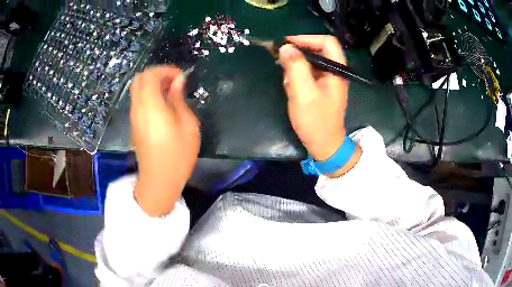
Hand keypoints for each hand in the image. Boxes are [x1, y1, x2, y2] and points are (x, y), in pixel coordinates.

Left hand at [130, 66, 199, 216]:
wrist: (159, 180)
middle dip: (157, 74)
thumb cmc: (178, 154)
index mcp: (151, 106)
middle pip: (140, 78)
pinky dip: (149, 94)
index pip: (150, 75)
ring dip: (152, 84)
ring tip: (171, 93)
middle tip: (174, 82)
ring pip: (137, 88)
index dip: (165, 70)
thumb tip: (177, 80)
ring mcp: (134, 116)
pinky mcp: (135, 124)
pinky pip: (138, 100)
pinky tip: (163, 105)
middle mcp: (138, 107)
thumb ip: (179, 99)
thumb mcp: (187, 125)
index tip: (180, 77)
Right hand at [279, 35, 360, 176]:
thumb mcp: (303, 93)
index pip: (326, 42)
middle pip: (317, 49)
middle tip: (280, 60)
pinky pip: (308, 73)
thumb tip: (285, 47)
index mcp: (337, 69)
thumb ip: (295, 67)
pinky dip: (297, 76)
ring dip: (295, 67)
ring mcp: (328, 79)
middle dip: (297, 54)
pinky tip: (291, 88)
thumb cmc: (315, 120)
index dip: (306, 38)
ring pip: (310, 61)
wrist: (324, 144)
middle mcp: (335, 71)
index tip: (286, 44)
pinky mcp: (321, 86)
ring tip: (287, 81)